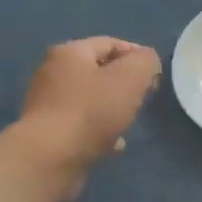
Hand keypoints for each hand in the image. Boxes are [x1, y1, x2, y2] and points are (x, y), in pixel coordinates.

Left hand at [17, 37, 161, 196]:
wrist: (49, 158)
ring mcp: (46, 103)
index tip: (155, 77)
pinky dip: (99, 130)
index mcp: (70, 52)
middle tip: (144, 99)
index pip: (111, 43)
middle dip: (125, 84)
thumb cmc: (92, 111)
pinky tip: (114, 145)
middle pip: (99, 71)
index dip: (137, 56)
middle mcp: (53, 72)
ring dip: (112, 108)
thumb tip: (146, 62)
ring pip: (91, 99)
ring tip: (130, 122)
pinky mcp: (47, 132)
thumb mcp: (132, 77)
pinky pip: (80, 124)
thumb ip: (146, 61)